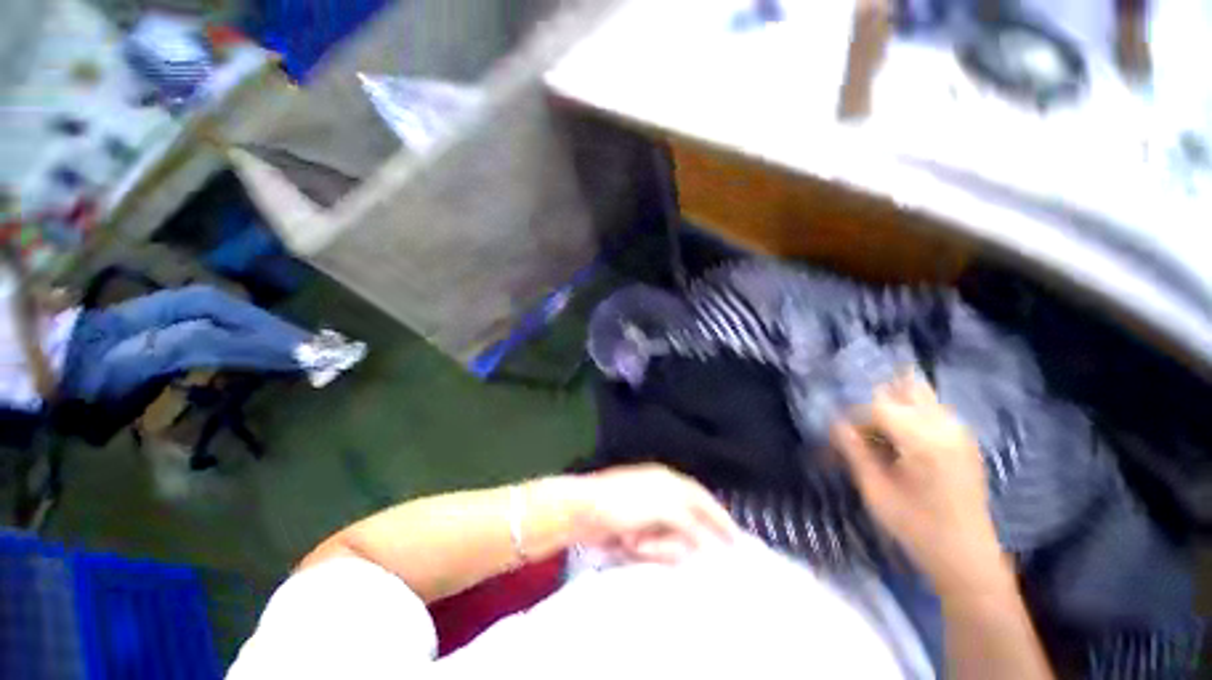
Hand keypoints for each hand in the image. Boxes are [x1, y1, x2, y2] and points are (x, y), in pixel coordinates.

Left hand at [561, 464, 741, 563]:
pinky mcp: (635, 525)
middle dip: (672, 541)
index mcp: (669, 481)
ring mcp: (647, 510)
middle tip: (652, 546)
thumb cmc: (623, 503)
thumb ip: (689, 523)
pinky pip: (652, 544)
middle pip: (686, 525)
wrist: (582, 510)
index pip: (703, 499)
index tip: (736, 541)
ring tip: (634, 542)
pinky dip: (644, 548)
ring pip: (668, 538)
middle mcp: (661, 492)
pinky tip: (628, 543)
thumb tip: (709, 542)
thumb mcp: (661, 508)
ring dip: (655, 546)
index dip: (720, 518)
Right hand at [833, 376, 1009, 594]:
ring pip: (922, 396)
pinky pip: (934, 411)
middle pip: (907, 389)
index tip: (840, 434)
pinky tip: (901, 440)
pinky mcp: (965, 441)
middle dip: (877, 403)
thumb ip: (854, 451)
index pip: (879, 407)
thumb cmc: (916, 527)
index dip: (854, 417)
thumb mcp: (875, 490)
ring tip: (879, 434)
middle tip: (862, 428)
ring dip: (895, 407)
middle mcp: (946, 427)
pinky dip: (911, 415)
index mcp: (923, 441)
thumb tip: (834, 423)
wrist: (966, 556)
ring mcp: (961, 432)